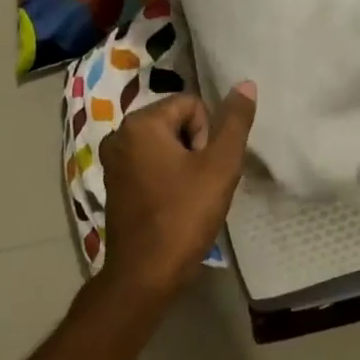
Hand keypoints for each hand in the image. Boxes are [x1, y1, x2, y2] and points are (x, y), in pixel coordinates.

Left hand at [99, 83, 256, 301]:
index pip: (192, 105)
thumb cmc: (183, 216)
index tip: (205, 169)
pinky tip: (174, 205)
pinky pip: (151, 165)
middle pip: (178, 122)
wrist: (144, 275)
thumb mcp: (220, 166)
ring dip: (184, 165)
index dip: (208, 135)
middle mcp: (120, 134)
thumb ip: (235, 122)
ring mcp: (113, 161)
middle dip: (196, 148)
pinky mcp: (115, 184)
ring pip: (167, 145)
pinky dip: (167, 178)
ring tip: (190, 197)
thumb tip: (245, 84)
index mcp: (141, 123)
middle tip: (201, 184)